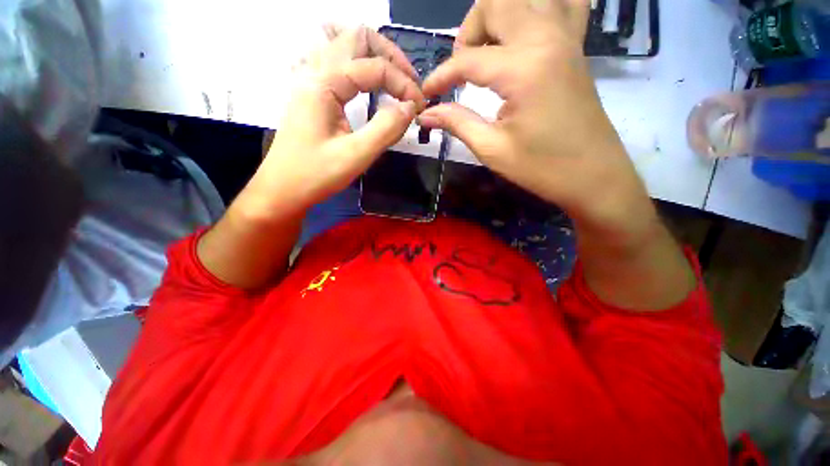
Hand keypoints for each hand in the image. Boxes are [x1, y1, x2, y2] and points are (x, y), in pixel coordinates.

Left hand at [238, 26, 424, 221]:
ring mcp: (309, 80)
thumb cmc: (316, 175)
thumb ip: (386, 128)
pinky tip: (367, 85)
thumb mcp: (356, 155)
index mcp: (323, 84)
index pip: (374, 67)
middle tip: (409, 84)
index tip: (420, 106)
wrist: (282, 190)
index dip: (403, 83)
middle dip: (390, 55)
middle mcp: (314, 71)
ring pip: (343, 45)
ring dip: (373, 56)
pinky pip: (336, 63)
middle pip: (356, 37)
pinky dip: (358, 66)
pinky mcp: (310, 93)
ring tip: (393, 81)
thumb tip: (411, 107)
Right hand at [419, 0, 645, 226]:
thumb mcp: (492, 149)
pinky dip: (537, 9)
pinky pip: (562, 4)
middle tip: (461, 70)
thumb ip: (457, 123)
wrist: (593, 175)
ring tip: (487, 52)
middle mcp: (546, 39)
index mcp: (523, 69)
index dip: (440, 76)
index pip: (467, 59)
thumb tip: (426, 114)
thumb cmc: (542, 168)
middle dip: (468, 31)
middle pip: (495, 3)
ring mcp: (566, 38)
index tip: (426, 95)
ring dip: (497, 16)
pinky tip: (523, 35)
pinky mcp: (576, 47)